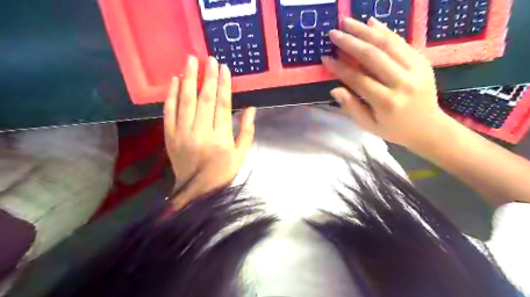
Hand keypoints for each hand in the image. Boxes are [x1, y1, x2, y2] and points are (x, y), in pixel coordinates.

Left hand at [165, 56, 256, 203]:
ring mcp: (182, 134)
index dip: (223, 85)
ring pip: (185, 102)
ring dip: (188, 79)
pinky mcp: (170, 137)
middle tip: (209, 59)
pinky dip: (171, 95)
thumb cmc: (223, 172)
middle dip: (207, 77)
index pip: (222, 106)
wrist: (197, 191)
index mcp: (221, 139)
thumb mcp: (241, 155)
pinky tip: (175, 81)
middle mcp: (201, 134)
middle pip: (204, 100)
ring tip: (191, 61)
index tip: (224, 69)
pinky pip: (169, 113)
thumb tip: (251, 108)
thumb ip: (247, 131)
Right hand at [323, 17, 454, 149]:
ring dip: (365, 31)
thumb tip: (335, 90)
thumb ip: (351, 107)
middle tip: (333, 33)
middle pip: (373, 56)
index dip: (340, 68)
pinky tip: (371, 23)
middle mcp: (402, 83)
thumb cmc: (394, 129)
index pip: (358, 79)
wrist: (428, 127)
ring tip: (347, 22)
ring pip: (388, 44)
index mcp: (386, 102)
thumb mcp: (369, 125)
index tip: (325, 58)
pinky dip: (386, 30)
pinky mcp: (423, 61)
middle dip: (351, 42)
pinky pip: (402, 42)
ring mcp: (416, 69)